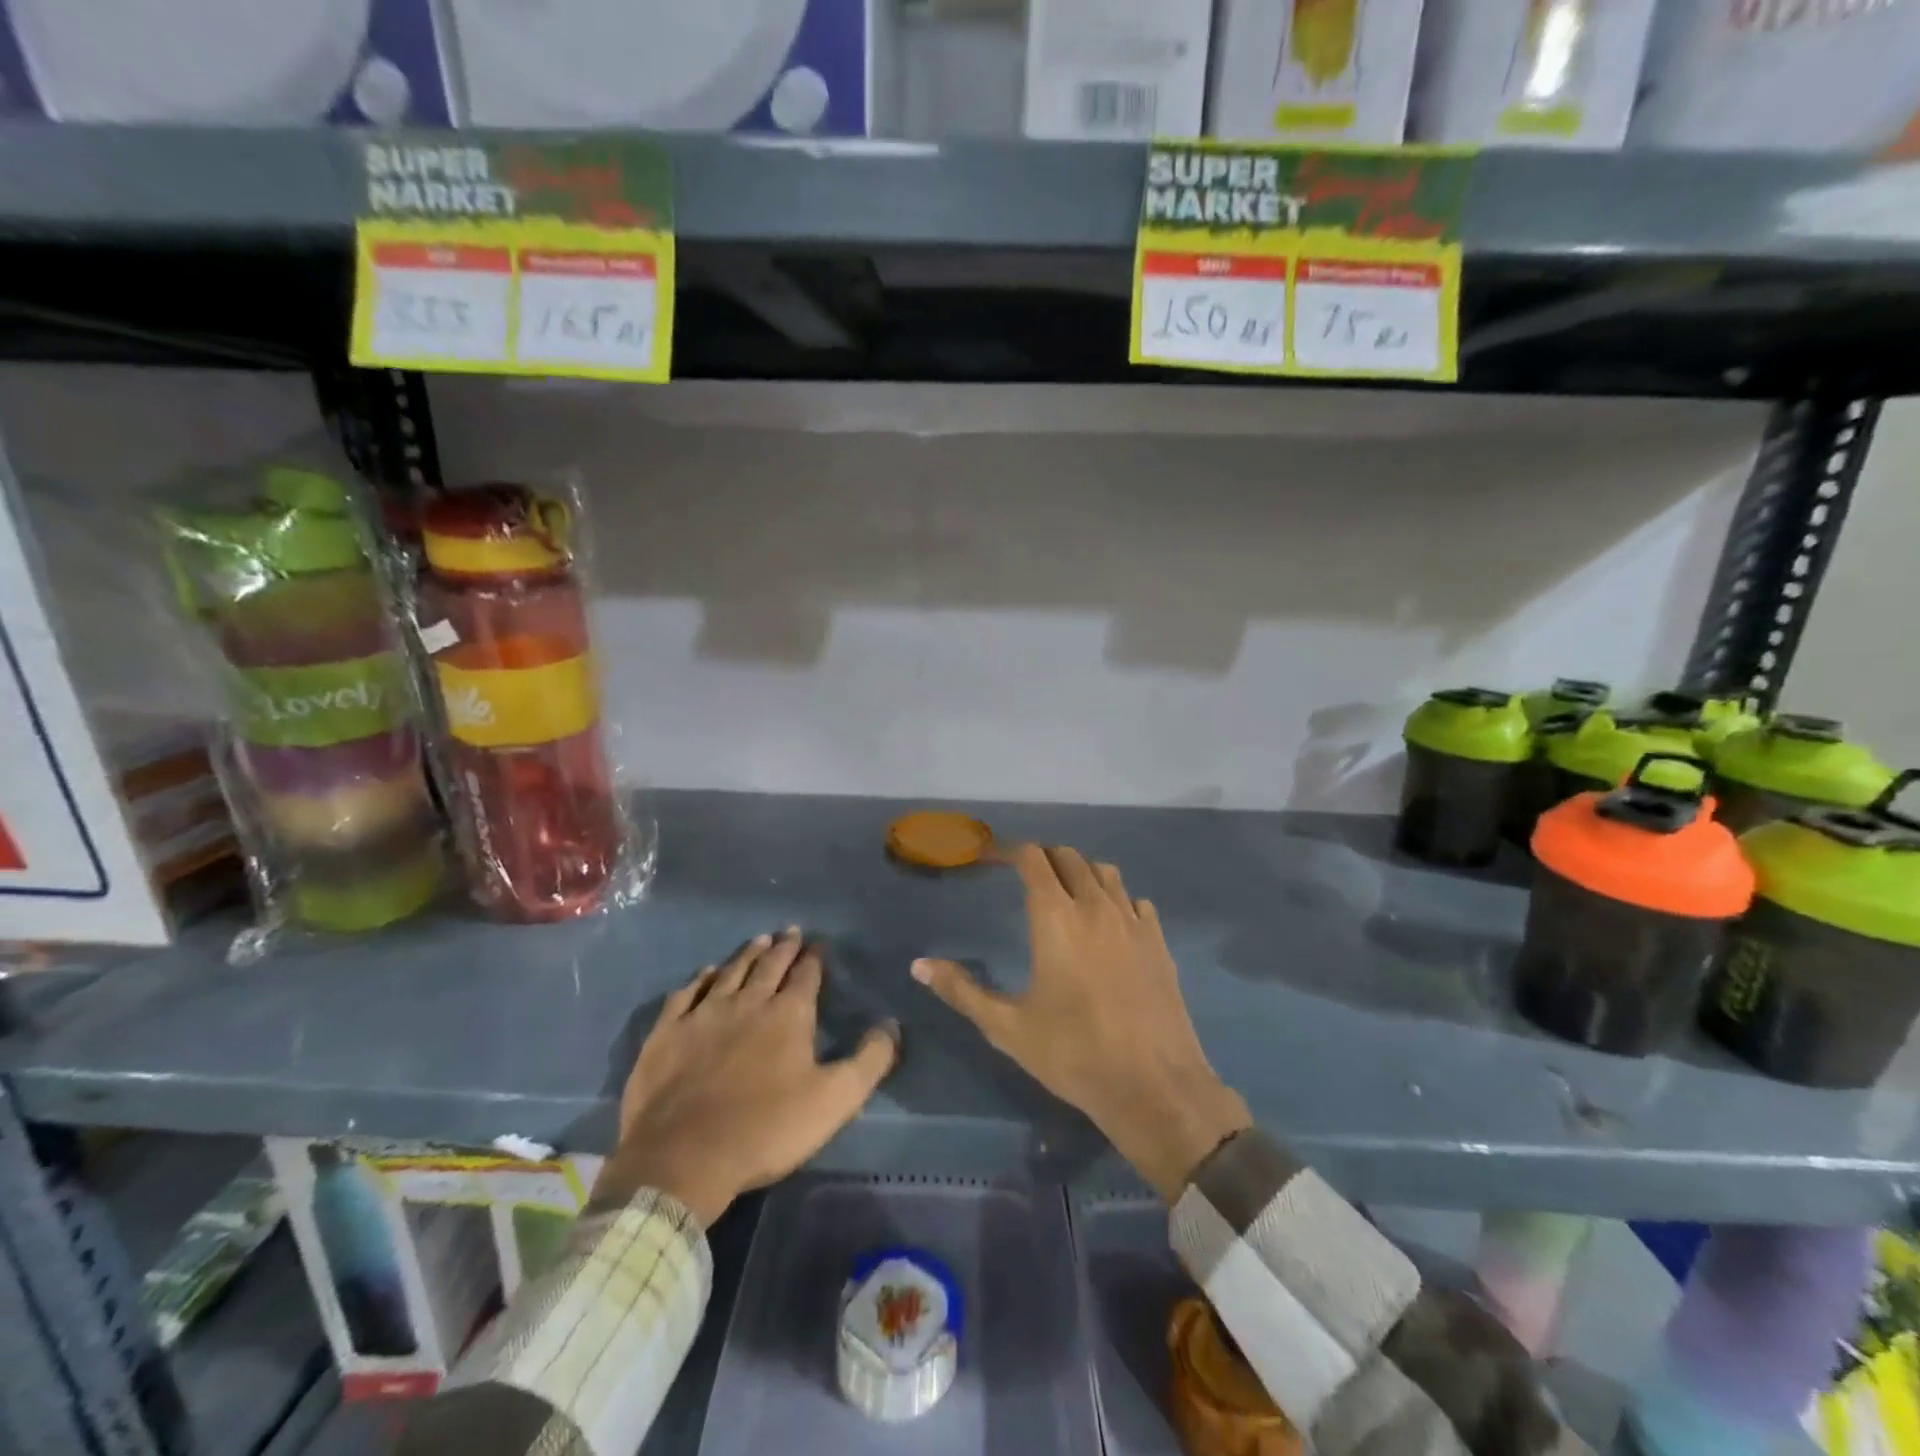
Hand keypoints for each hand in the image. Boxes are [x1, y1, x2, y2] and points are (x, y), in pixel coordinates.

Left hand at [597, 930, 899, 1224]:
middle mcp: (748, 1002)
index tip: (819, 943)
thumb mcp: (835, 1100)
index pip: (806, 975)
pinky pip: (687, 994)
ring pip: (730, 972)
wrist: (683, 1157)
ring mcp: (704, 1014)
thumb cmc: (766, 1128)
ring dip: (747, 954)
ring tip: (759, 940)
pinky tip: (706, 972)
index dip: (815, 957)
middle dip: (783, 947)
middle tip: (791, 931)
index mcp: (788, 1014)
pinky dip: (700, 979)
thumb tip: (891, 1024)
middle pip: (769, 965)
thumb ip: (870, 1060)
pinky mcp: (668, 1032)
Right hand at [913, 846, 1248, 1201]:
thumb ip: (961, 990)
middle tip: (1023, 876)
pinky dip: (1116, 899)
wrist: (1153, 1086)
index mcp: (1056, 917)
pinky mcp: (1158, 942)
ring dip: (1081, 872)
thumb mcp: (1007, 1027)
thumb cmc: (1073, 1055)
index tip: (989, 858)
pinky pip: (1135, 901)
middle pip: (1069, 857)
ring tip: (1065, 894)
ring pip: (1105, 873)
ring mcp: (1133, 922)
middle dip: (1043, 858)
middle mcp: (1095, 907)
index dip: (1008, 850)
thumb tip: (918, 965)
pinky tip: (1108, 925)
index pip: (1032, 859)